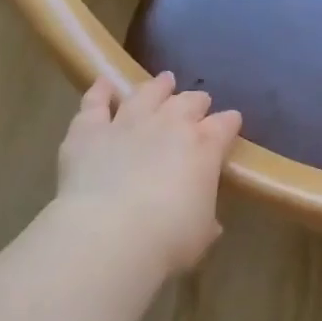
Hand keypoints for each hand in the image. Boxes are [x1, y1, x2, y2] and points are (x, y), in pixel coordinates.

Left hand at [55, 72, 242, 272]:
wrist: (110, 234)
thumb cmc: (168, 239)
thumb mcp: (201, 233)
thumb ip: (206, 219)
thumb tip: (208, 222)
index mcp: (204, 148)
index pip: (224, 126)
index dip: (229, 122)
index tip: (232, 122)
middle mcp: (168, 125)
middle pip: (188, 102)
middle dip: (196, 101)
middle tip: (199, 102)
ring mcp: (127, 122)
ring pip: (146, 93)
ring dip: (157, 86)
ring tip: (163, 81)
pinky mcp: (89, 130)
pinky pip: (95, 102)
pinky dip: (100, 91)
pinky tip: (104, 83)